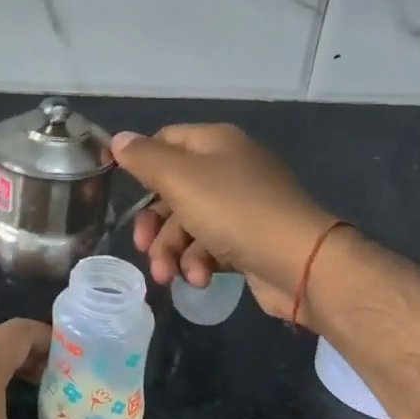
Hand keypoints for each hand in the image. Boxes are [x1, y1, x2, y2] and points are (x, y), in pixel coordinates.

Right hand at [110, 124, 340, 322]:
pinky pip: (211, 246)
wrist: (301, 262)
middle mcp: (229, 168)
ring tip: (170, 277)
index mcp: (215, 143)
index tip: (120, 190)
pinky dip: (199, 262)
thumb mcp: (180, 179)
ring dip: (172, 251)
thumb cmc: (234, 211)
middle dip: (154, 224)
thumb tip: (119, 139)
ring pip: (188, 223)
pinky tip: (201, 279)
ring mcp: (241, 205)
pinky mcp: (249, 240)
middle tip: (143, 247)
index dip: (140, 163)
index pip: (164, 141)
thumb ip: (144, 158)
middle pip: (172, 190)